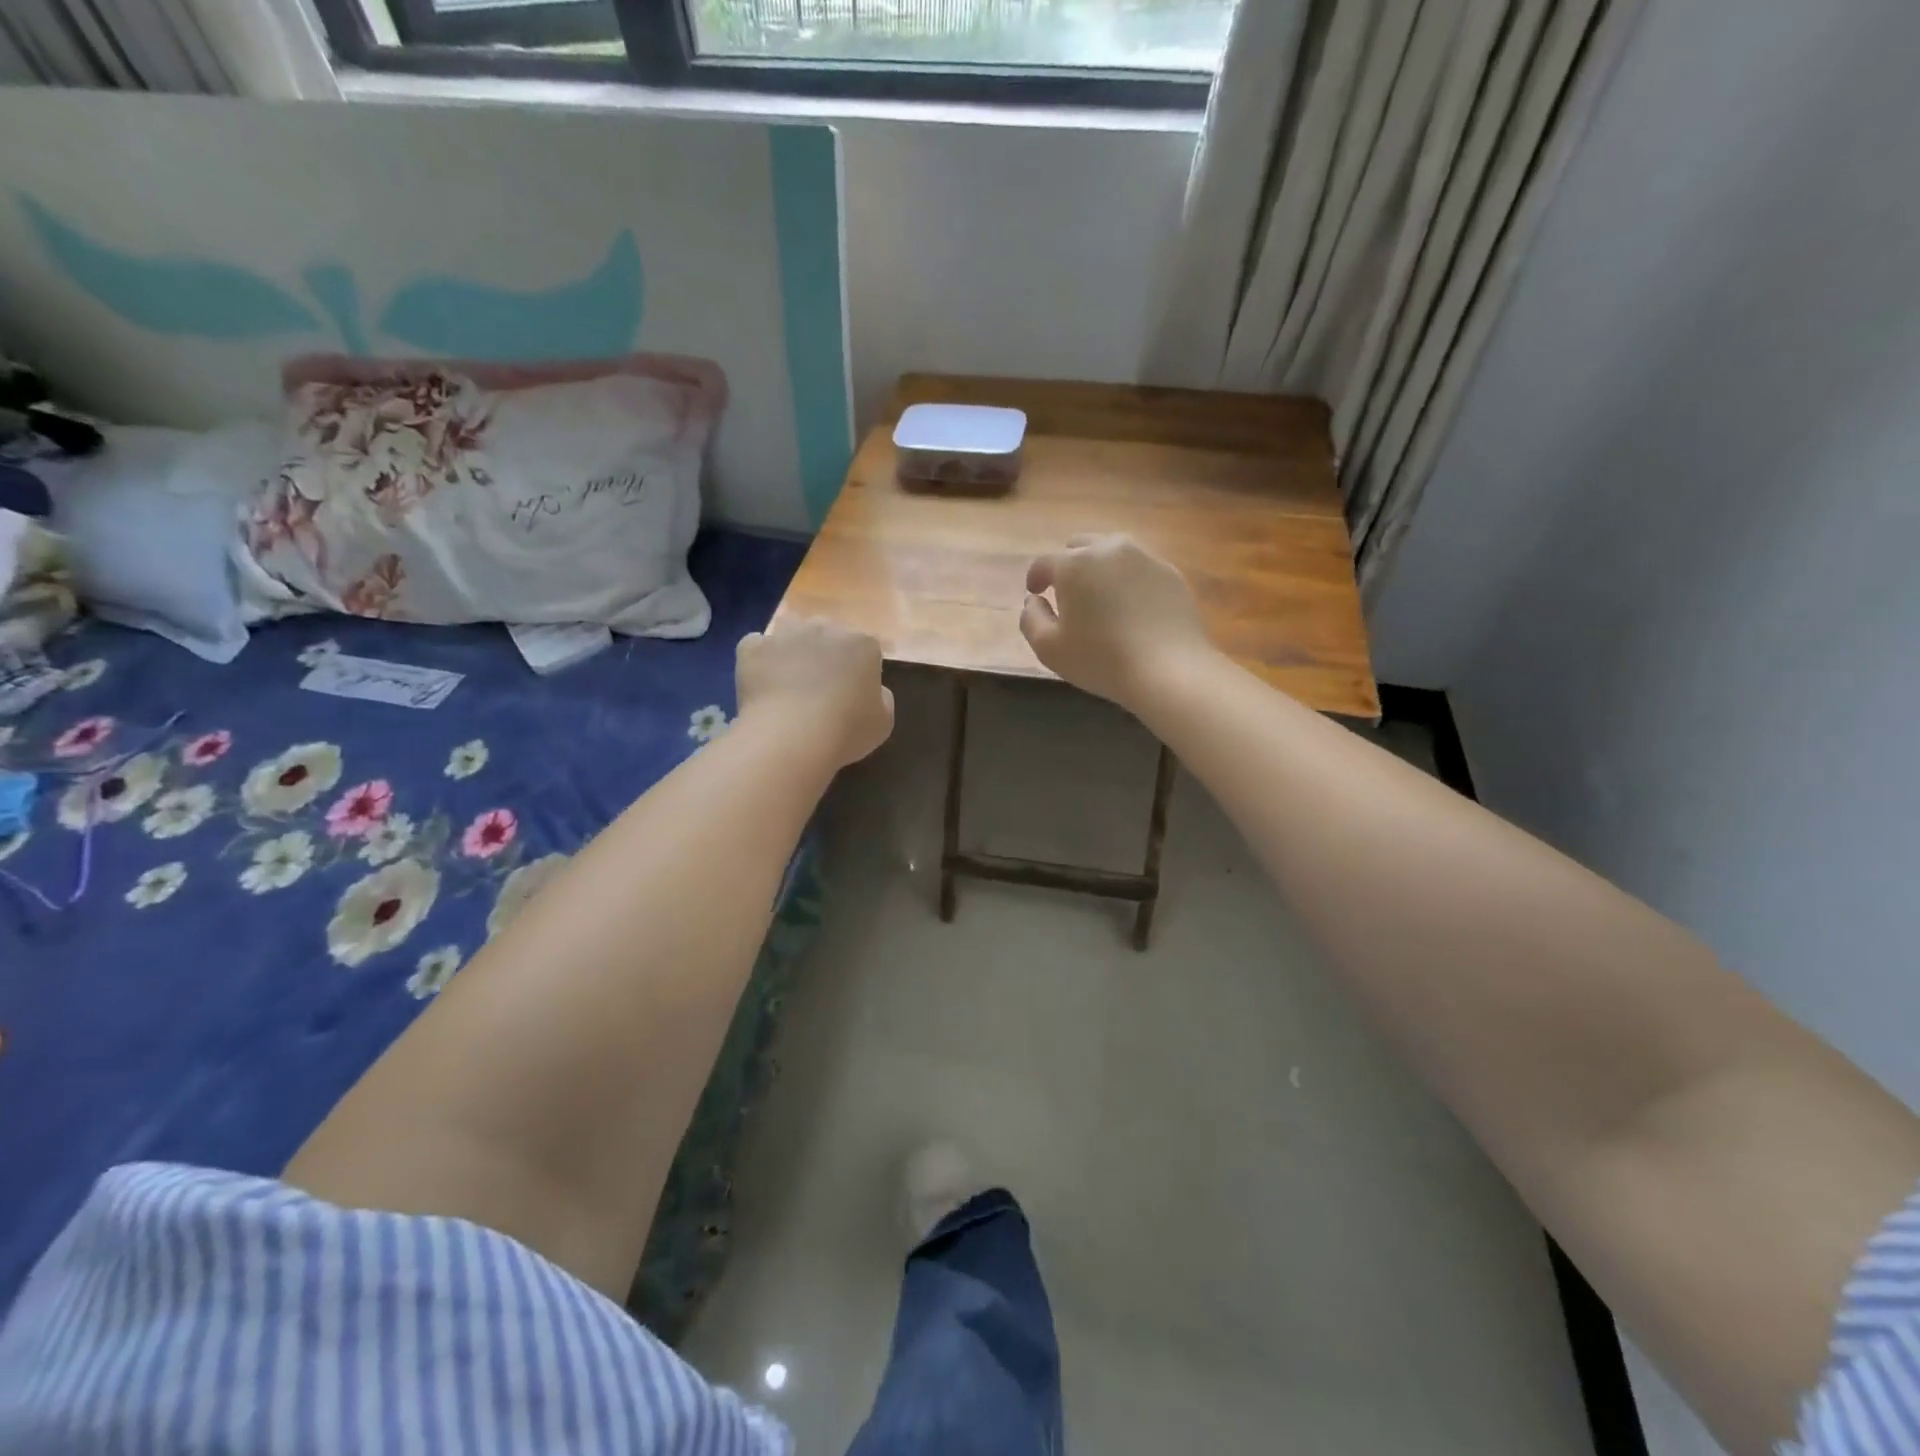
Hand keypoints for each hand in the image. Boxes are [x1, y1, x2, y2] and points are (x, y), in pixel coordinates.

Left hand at [736, 617, 894, 767]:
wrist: (792, 737)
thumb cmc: (846, 731)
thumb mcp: (883, 722)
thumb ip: (881, 698)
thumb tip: (872, 689)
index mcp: (862, 643)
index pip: (864, 648)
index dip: (857, 670)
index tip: (851, 694)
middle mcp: (825, 627)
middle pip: (827, 634)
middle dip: (824, 654)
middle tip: (819, 688)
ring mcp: (786, 634)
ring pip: (790, 633)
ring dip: (791, 650)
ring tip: (788, 682)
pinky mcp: (752, 647)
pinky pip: (756, 647)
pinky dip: (759, 660)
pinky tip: (762, 684)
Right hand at [1019, 534, 1213, 707]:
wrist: (1168, 669)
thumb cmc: (1100, 659)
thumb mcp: (1049, 648)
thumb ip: (1031, 619)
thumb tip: (1033, 600)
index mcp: (1074, 564)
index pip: (1044, 562)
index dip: (1035, 577)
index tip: (1035, 593)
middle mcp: (1109, 549)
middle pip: (1080, 546)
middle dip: (1068, 565)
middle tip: (1068, 592)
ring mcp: (1144, 557)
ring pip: (1113, 551)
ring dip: (1100, 567)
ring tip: (1100, 595)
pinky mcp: (1170, 573)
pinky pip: (1140, 568)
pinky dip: (1129, 580)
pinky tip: (1131, 606)